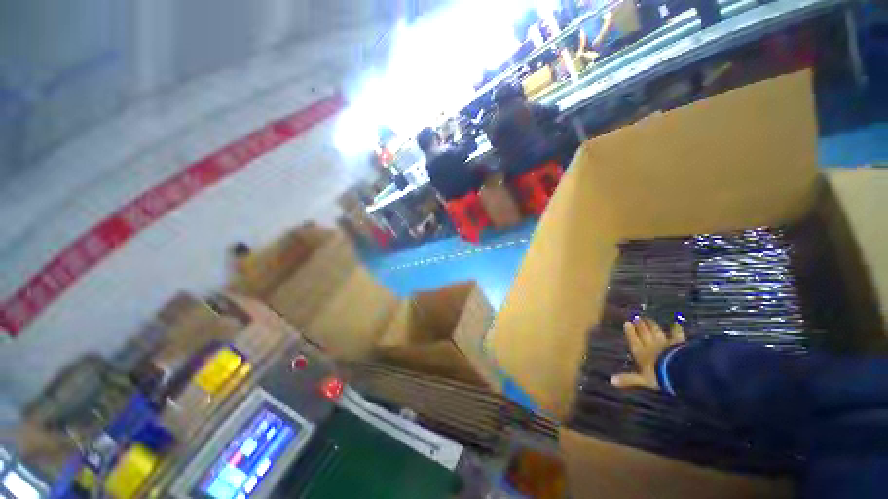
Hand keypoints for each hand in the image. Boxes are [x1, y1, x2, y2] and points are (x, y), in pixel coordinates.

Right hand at [611, 317, 685, 390]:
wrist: (676, 371)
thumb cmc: (657, 375)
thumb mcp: (641, 380)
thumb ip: (628, 379)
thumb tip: (611, 380)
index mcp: (640, 352)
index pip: (633, 340)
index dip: (630, 332)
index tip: (627, 322)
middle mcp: (650, 345)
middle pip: (644, 333)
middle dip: (640, 325)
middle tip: (637, 317)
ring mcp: (663, 343)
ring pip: (656, 331)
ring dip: (652, 324)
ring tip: (648, 318)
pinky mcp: (676, 343)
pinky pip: (676, 334)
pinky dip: (676, 329)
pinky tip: (676, 323)